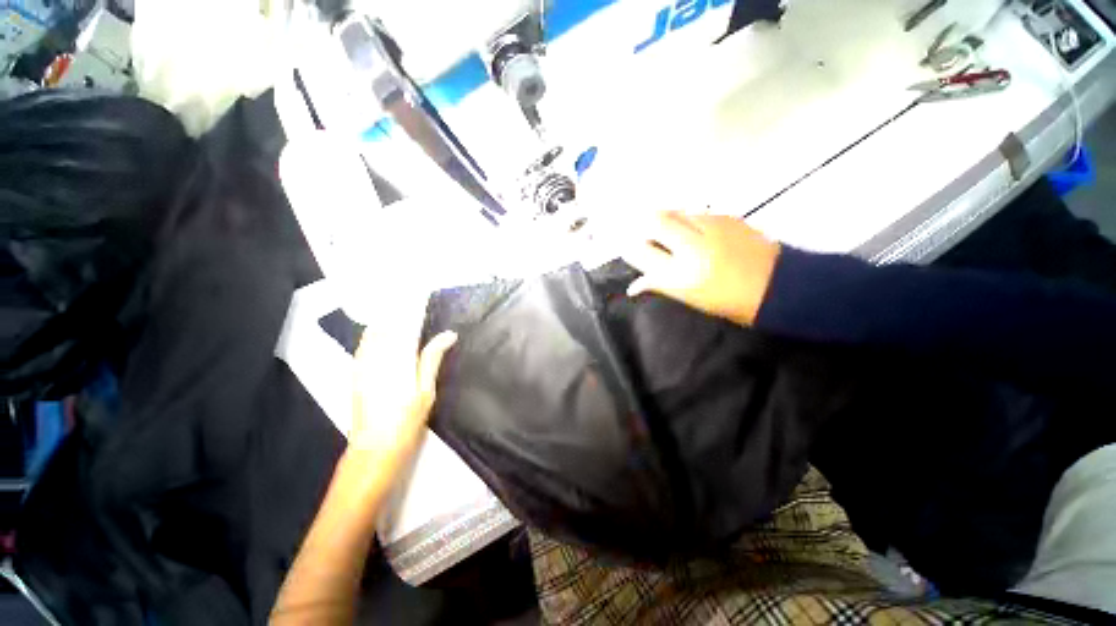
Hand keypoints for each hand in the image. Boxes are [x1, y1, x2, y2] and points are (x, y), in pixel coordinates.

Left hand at [350, 292, 456, 472]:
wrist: (374, 447)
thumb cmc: (407, 420)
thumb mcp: (426, 390)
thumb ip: (432, 358)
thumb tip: (448, 334)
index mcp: (399, 359)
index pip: (407, 325)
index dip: (414, 306)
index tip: (422, 291)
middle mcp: (378, 356)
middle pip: (388, 324)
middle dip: (399, 306)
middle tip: (410, 292)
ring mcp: (363, 363)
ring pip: (374, 331)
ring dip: (386, 316)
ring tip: (398, 304)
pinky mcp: (356, 371)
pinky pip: (364, 343)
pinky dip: (374, 331)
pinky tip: (381, 328)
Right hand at [620, 212, 780, 325]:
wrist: (778, 286)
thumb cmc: (728, 301)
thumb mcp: (689, 298)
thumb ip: (659, 285)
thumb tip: (633, 286)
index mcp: (680, 275)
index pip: (641, 252)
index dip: (630, 249)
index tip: (628, 249)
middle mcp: (691, 247)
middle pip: (654, 221)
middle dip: (644, 225)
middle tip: (647, 236)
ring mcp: (711, 227)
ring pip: (675, 212)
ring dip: (666, 221)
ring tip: (672, 234)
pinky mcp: (727, 217)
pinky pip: (695, 213)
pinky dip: (687, 220)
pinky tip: (695, 232)